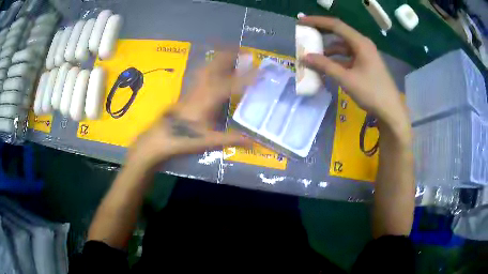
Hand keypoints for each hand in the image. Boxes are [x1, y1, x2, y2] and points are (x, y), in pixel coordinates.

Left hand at [127, 51, 253, 168]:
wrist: (161, 136)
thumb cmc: (184, 138)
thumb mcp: (209, 140)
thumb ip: (231, 139)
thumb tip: (252, 141)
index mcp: (208, 99)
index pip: (231, 85)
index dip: (247, 77)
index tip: (261, 70)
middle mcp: (201, 88)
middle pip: (216, 66)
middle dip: (231, 55)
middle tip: (245, 51)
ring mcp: (193, 87)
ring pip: (207, 66)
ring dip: (220, 57)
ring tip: (232, 53)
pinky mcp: (188, 90)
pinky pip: (202, 71)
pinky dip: (211, 64)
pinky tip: (214, 66)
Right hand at [299, 16, 407, 125]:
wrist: (391, 111)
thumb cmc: (371, 93)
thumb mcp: (346, 79)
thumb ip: (325, 66)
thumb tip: (304, 57)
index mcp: (360, 43)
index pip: (335, 25)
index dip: (316, 21)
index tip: (300, 21)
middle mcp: (363, 45)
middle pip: (339, 33)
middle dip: (321, 32)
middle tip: (305, 33)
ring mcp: (366, 55)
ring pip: (343, 46)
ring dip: (328, 50)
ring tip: (314, 55)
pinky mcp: (366, 64)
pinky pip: (348, 57)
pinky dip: (337, 60)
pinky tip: (328, 67)